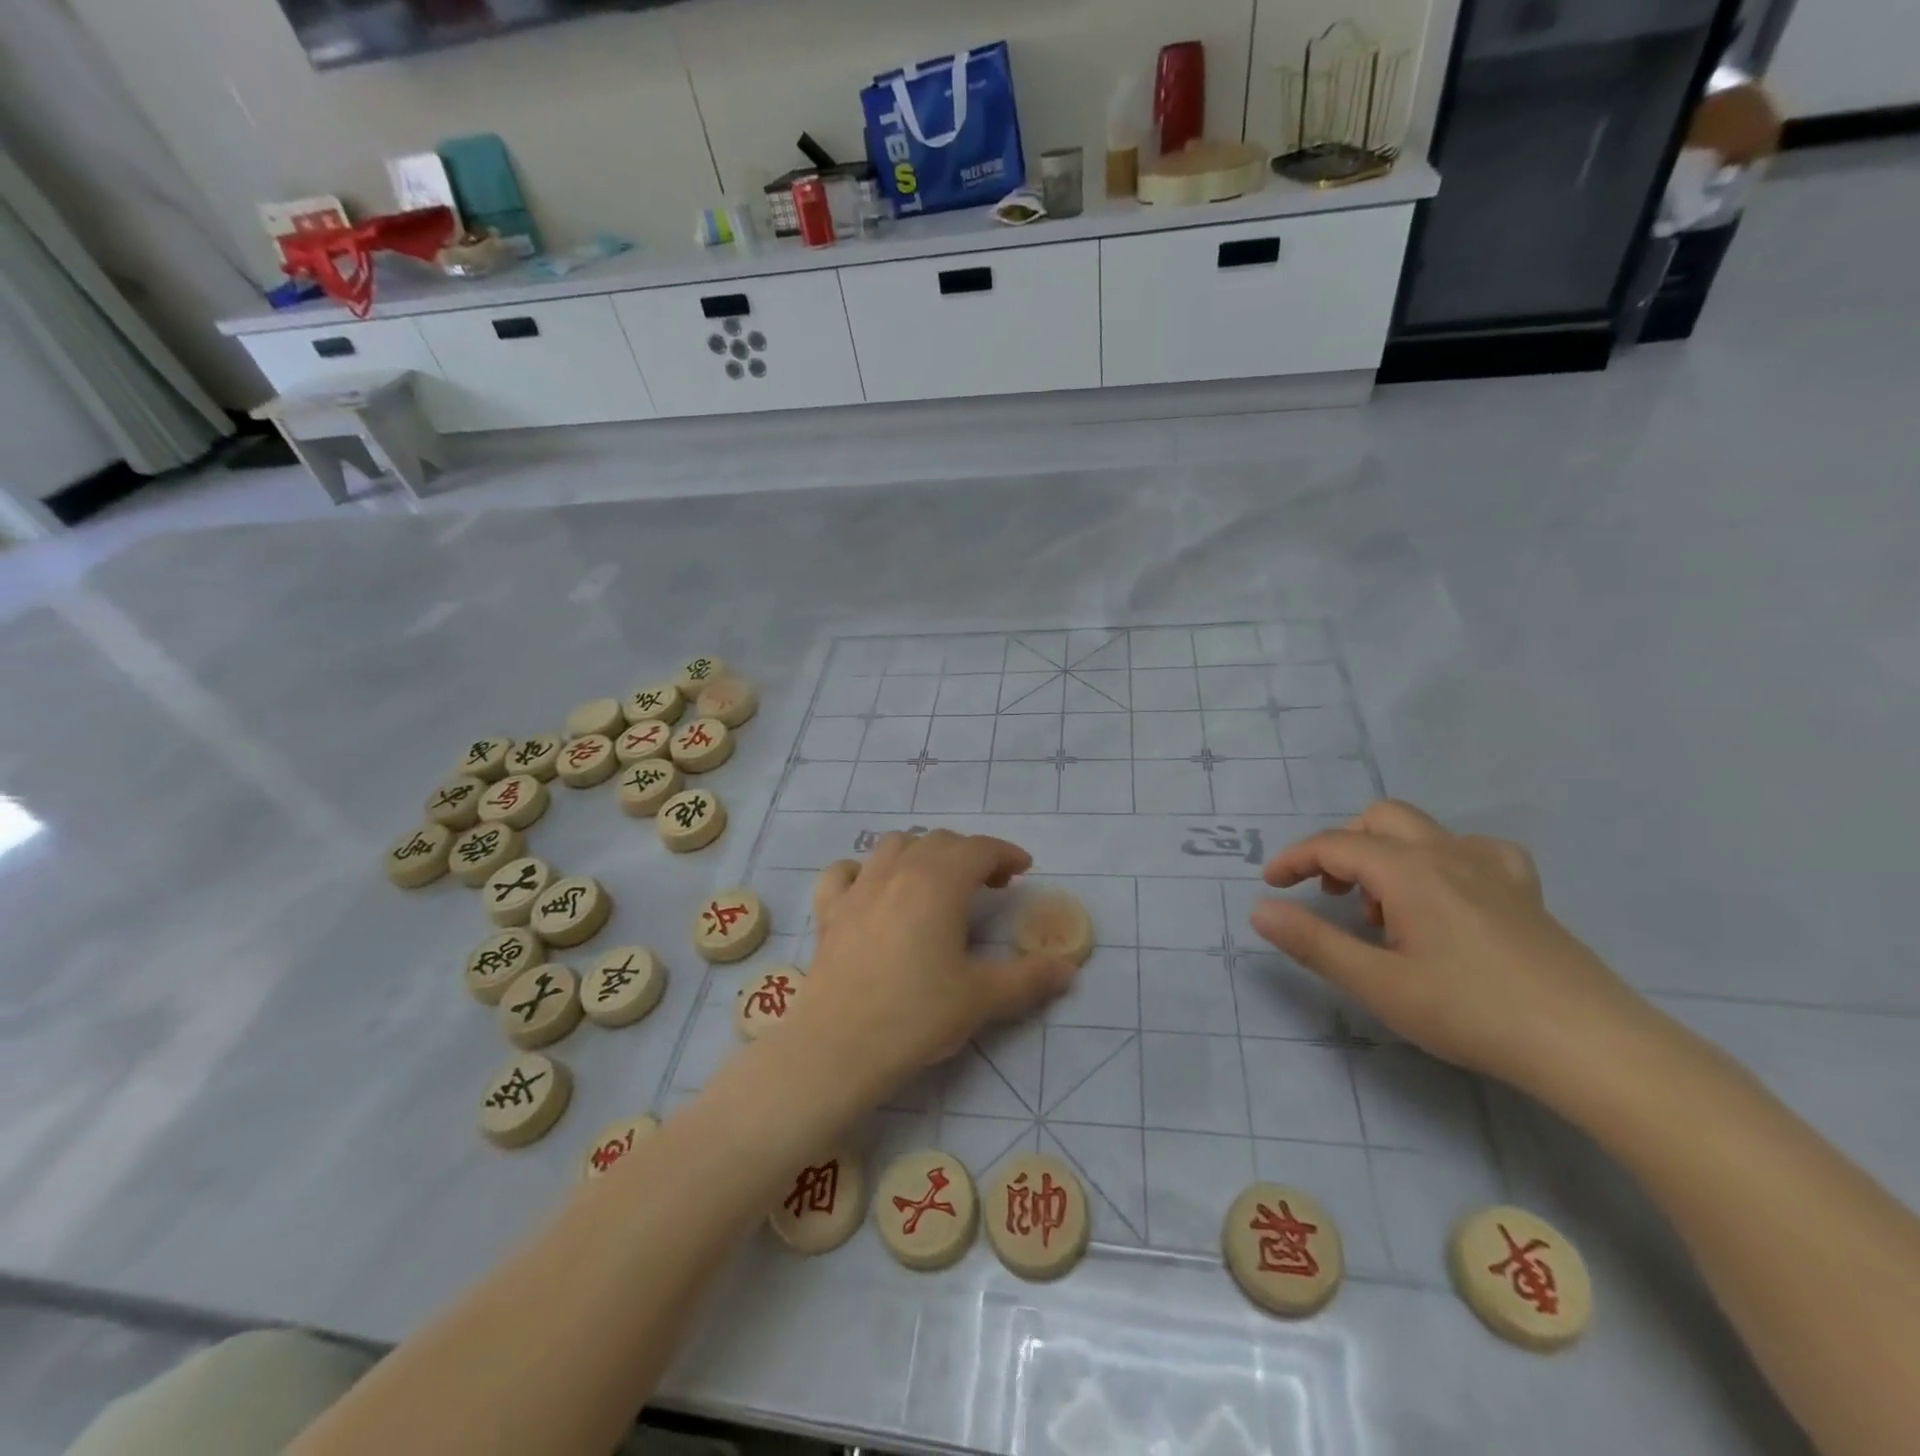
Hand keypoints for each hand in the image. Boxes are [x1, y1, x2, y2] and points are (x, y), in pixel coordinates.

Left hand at [790, 831, 1077, 1093]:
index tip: (1023, 870)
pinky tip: (873, 890)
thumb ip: (1029, 979)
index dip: (1005, 853)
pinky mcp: (829, 911)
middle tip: (989, 884)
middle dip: (969, 854)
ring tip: (936, 881)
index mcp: (939, 883)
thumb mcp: (983, 999)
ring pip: (894, 846)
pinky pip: (844, 871)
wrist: (838, 1047)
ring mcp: (858, 888)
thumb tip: (1067, 969)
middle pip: (939, 841)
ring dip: (922, 853)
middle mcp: (898, 872)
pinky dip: (865, 870)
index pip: (979, 848)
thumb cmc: (916, 1016)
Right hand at [1252, 800, 1657, 1099]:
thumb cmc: (1472, 1012)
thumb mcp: (1378, 983)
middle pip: (1379, 819)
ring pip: (1424, 831)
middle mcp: (1447, 853)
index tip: (1271, 885)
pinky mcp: (1525, 891)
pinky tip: (1448, 896)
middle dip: (1342, 846)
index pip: (1334, 845)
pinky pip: (1475, 851)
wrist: (1591, 1046)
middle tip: (1329, 894)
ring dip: (1388, 854)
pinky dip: (1444, 860)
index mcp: (1407, 870)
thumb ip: (1314, 942)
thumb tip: (1260, 909)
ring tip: (1385, 910)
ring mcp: (1492, 868)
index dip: (1294, 859)